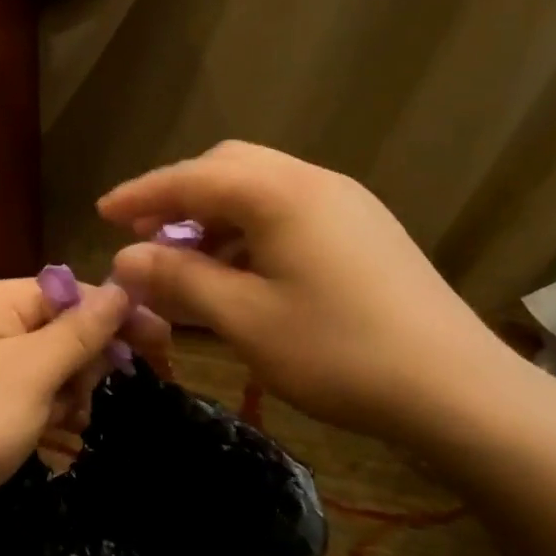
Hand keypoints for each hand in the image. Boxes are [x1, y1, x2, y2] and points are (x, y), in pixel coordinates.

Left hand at [0, 278, 169, 555]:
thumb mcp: (31, 373)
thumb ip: (79, 331)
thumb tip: (122, 288)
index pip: (70, 292)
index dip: (116, 316)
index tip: (162, 344)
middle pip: (63, 331)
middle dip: (83, 366)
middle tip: (84, 400)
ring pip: (53, 370)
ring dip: (68, 397)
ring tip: (62, 427)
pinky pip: (33, 400)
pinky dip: (49, 418)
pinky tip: (54, 442)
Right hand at [100, 141, 511, 442]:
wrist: (455, 387)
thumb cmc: (338, 352)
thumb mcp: (245, 319)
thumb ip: (180, 279)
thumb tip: (125, 258)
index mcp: (280, 194)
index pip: (191, 178)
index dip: (140, 194)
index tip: (100, 213)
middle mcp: (313, 182)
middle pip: (228, 168)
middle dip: (179, 196)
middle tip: (145, 236)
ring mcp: (346, 203)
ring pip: (261, 188)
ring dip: (216, 214)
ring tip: (188, 259)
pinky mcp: (365, 230)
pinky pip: (290, 211)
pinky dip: (251, 230)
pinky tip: (242, 271)